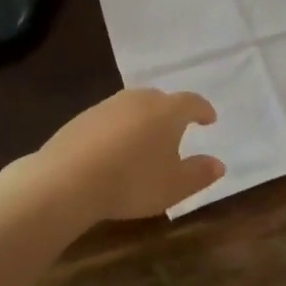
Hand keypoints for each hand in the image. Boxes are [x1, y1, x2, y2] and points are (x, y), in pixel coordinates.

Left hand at [23, 89, 223, 223]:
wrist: (67, 180)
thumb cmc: (132, 181)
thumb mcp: (174, 186)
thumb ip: (200, 173)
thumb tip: (218, 163)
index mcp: (167, 111)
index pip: (192, 102)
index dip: (203, 110)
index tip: (209, 119)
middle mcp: (139, 99)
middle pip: (161, 100)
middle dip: (171, 113)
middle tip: (177, 130)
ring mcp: (107, 106)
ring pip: (133, 107)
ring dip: (143, 121)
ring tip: (145, 142)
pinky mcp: (82, 118)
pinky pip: (109, 119)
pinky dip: (118, 130)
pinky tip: (114, 150)